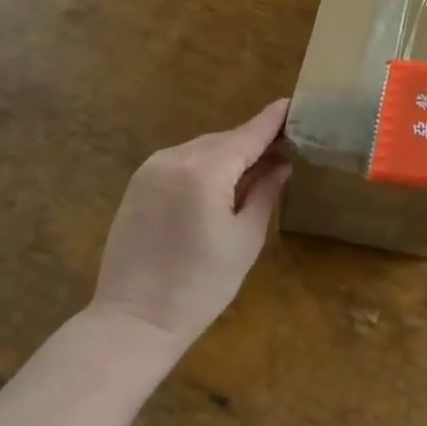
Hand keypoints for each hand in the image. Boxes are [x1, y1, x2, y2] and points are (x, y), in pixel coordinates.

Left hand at [90, 99, 291, 349]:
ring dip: (229, 155)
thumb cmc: (200, 287)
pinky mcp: (138, 182)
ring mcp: (152, 168)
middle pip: (226, 139)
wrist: (133, 322)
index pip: (249, 133)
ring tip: (255, 170)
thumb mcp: (245, 239)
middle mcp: (176, 157)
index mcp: (205, 170)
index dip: (273, 119)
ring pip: (203, 148)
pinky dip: (204, 165)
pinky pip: (181, 161)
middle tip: (284, 151)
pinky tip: (219, 184)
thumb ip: (265, 192)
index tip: (294, 103)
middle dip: (253, 142)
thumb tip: (282, 164)